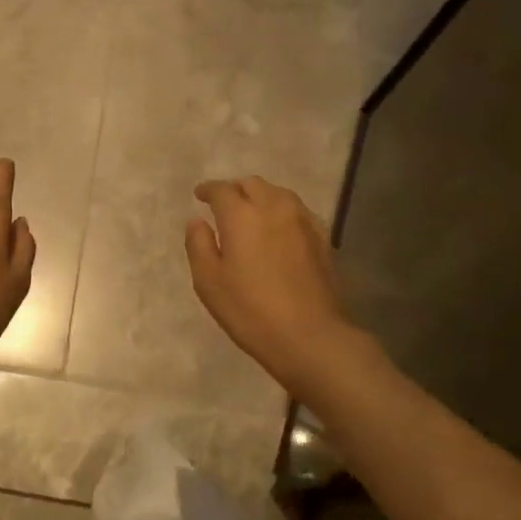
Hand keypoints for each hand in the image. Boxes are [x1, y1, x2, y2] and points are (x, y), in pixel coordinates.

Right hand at [186, 176, 353, 394]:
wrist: (310, 335)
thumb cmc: (249, 310)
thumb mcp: (208, 281)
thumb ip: (199, 244)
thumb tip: (197, 221)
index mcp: (242, 215)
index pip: (222, 190)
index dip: (208, 189)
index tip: (199, 194)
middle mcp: (274, 208)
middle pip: (253, 184)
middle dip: (235, 189)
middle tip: (223, 204)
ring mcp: (304, 221)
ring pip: (279, 194)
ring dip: (261, 197)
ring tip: (251, 214)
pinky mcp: (323, 238)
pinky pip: (297, 212)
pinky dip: (281, 212)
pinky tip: (277, 230)